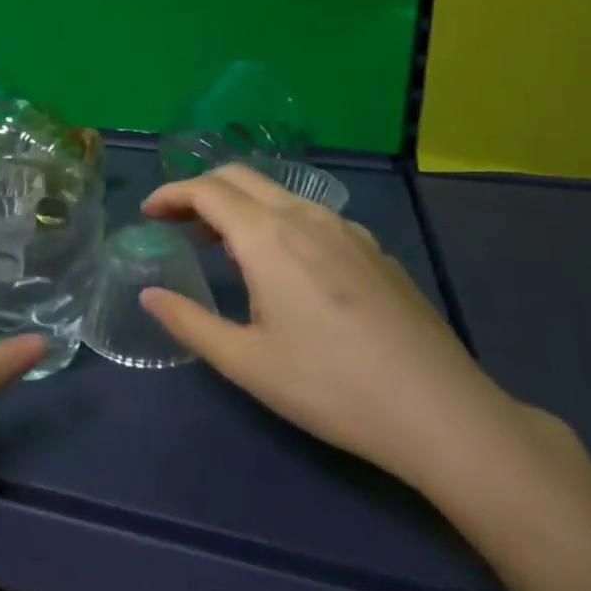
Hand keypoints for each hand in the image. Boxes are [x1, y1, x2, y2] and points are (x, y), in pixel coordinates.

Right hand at [138, 165, 511, 487]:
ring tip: (220, 245)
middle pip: (240, 177)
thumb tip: (149, 295)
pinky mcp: (374, 250)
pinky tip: (281, 266)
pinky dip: (275, 221)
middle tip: (176, 222)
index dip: (170, 195)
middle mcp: (305, 218)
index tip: (148, 215)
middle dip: (200, 190)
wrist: (442, 412)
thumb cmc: (331, 386)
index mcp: (268, 237)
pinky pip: (310, 215)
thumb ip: (189, 322)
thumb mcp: (246, 363)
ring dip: (238, 205)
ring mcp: (347, 230)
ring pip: (278, 194)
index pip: (206, 190)